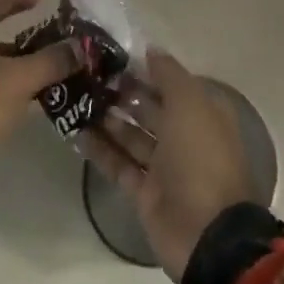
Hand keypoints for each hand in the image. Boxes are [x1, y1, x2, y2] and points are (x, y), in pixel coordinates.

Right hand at [82, 49, 261, 280]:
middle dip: (122, 91)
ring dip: (107, 118)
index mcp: (202, 113)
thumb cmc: (201, 156)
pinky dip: (101, 150)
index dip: (144, 67)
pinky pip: (119, 165)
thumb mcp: (190, 103)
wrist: (207, 234)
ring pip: (131, 135)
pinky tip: (75, 131)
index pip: (170, 82)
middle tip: (87, 73)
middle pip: (149, 107)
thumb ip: (168, 73)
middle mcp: (184, 136)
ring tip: (76, 97)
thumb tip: (149, 49)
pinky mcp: (145, 193)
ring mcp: (164, 167)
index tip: (112, 53)